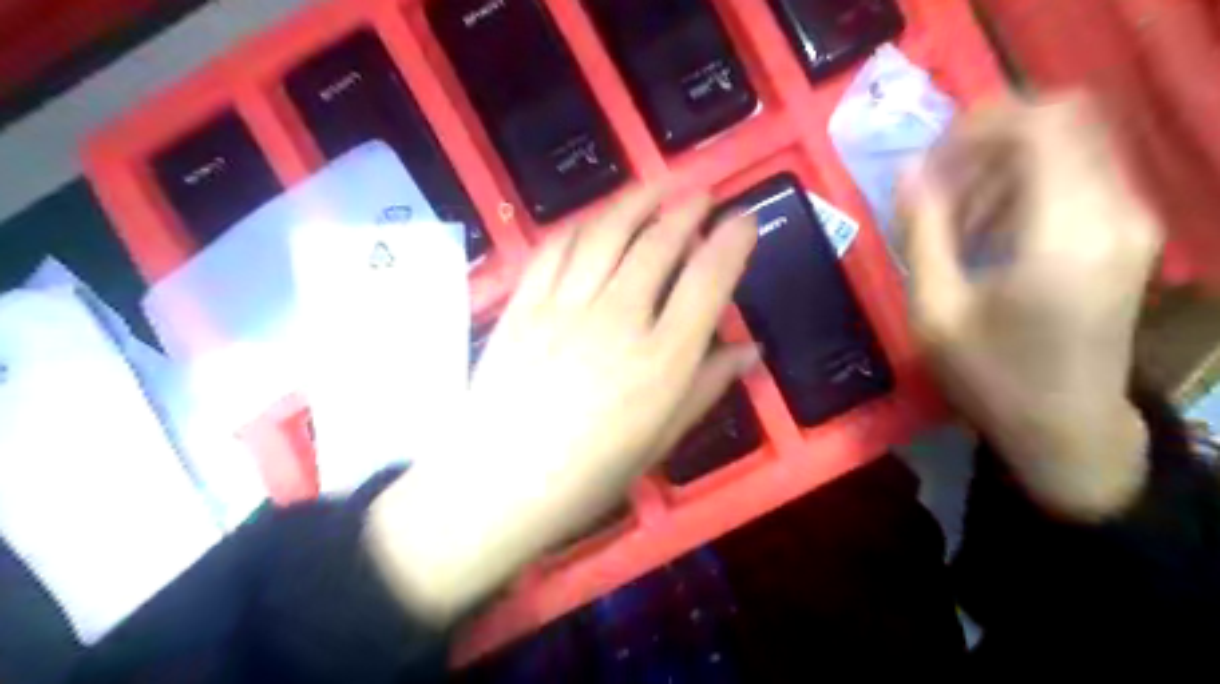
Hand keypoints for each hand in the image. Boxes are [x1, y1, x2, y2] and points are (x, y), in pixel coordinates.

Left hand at [366, 184, 758, 623]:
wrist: (497, 483)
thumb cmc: (588, 475)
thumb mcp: (661, 441)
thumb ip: (706, 388)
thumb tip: (749, 351)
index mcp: (661, 361)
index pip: (708, 281)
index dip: (732, 242)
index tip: (743, 220)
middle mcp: (618, 319)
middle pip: (658, 244)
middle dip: (687, 210)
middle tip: (702, 194)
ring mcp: (564, 306)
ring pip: (607, 233)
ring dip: (637, 200)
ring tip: (658, 185)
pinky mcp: (523, 303)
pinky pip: (556, 248)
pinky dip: (582, 223)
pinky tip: (596, 218)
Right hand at [899, 96, 1166, 520]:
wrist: (1067, 426)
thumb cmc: (992, 376)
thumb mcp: (936, 311)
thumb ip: (922, 233)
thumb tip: (909, 171)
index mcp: (1064, 234)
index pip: (1043, 124)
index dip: (980, 124)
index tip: (933, 160)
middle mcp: (1114, 212)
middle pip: (1064, 120)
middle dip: (989, 140)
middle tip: (940, 186)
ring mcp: (1131, 220)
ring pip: (1071, 143)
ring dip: (1005, 165)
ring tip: (958, 218)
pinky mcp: (1129, 232)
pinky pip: (1079, 174)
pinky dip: (1027, 184)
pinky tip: (990, 231)